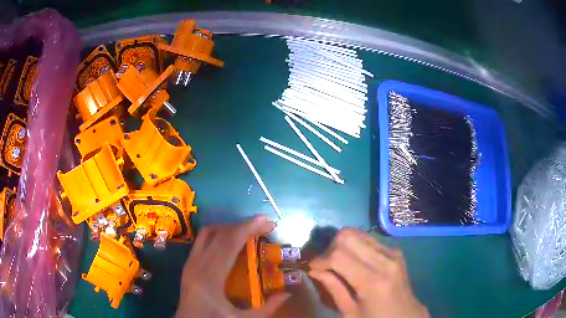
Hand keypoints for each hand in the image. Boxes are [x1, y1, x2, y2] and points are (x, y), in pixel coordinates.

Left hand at [176, 215, 289, 317]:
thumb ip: (265, 309)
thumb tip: (286, 294)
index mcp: (210, 277)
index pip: (229, 244)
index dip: (248, 228)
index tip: (266, 221)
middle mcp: (197, 264)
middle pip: (220, 234)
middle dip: (243, 225)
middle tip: (264, 224)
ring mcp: (190, 262)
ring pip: (208, 233)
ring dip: (229, 227)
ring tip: (248, 230)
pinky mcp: (188, 263)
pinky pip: (203, 240)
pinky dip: (219, 234)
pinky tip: (231, 241)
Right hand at [309, 228, 428, 317]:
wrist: (406, 315)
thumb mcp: (350, 312)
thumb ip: (333, 288)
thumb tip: (314, 270)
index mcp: (373, 281)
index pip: (339, 255)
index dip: (320, 259)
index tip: (313, 268)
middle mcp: (385, 260)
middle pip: (348, 235)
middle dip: (330, 247)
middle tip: (325, 264)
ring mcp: (392, 252)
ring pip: (358, 232)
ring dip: (342, 244)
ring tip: (337, 262)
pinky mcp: (395, 251)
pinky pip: (368, 239)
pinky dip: (355, 245)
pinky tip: (353, 261)